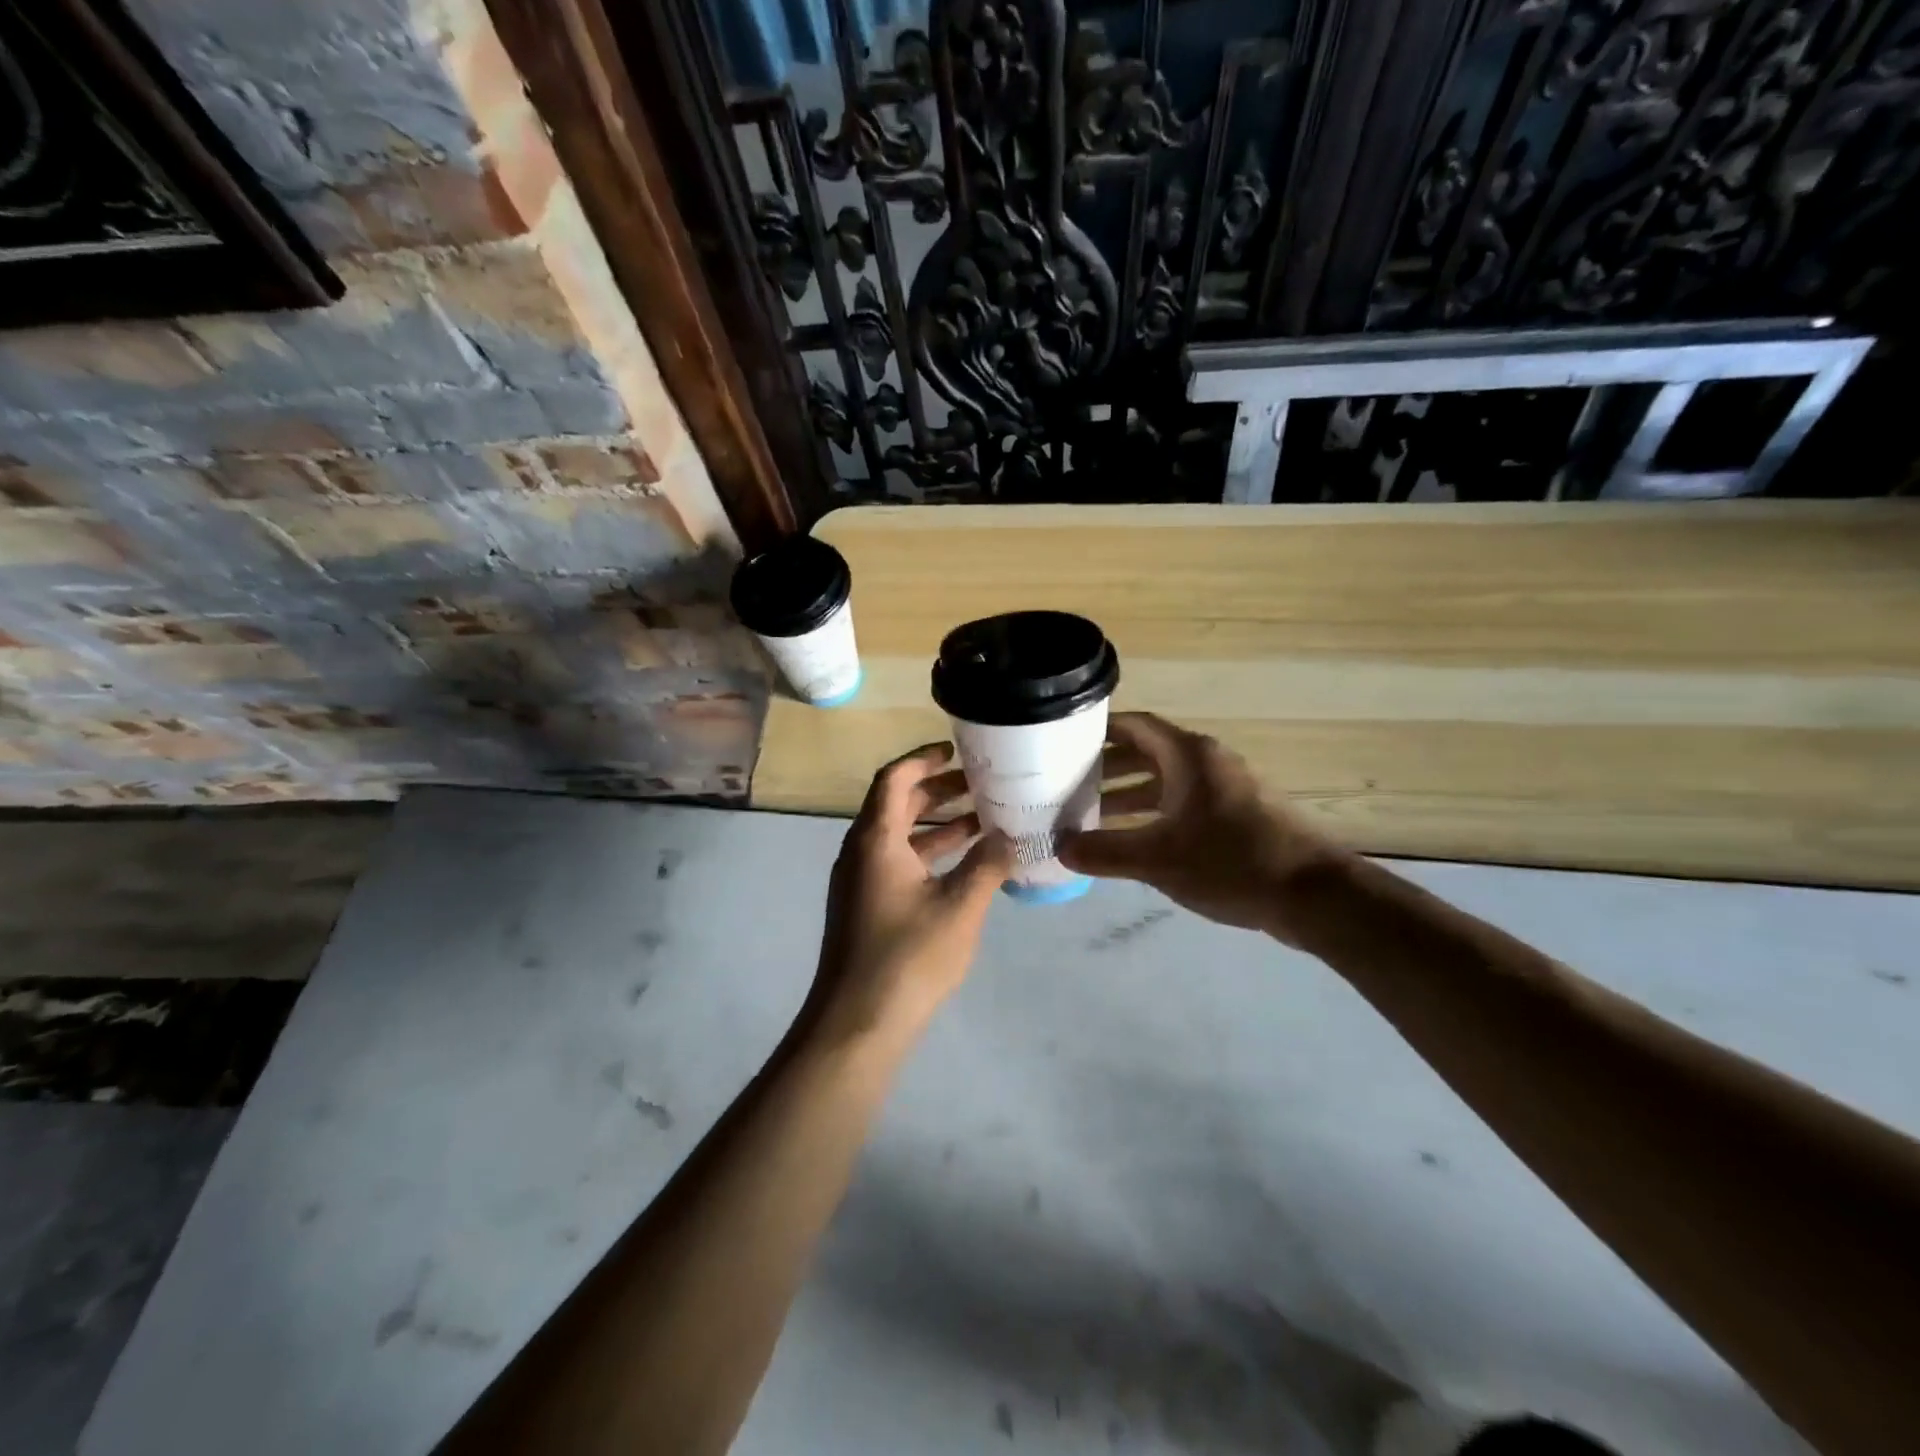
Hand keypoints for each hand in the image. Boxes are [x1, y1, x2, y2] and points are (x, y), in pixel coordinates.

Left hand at [811, 742, 1012, 1040]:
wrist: (858, 1024)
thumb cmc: (909, 957)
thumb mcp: (960, 906)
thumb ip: (987, 864)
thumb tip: (1011, 835)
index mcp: (875, 839)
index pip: (893, 778)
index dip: (923, 758)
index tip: (957, 750)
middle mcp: (861, 852)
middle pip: (896, 804)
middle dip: (938, 789)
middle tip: (981, 783)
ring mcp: (861, 881)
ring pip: (899, 836)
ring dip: (937, 823)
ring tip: (983, 819)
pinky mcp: (867, 906)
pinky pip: (898, 862)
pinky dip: (929, 853)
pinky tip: (966, 865)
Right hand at [1060, 713, 1349, 939]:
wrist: (1313, 895)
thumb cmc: (1231, 862)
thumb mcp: (1158, 859)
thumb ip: (1105, 852)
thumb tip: (1060, 848)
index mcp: (1188, 755)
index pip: (1134, 725)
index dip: (1098, 730)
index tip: (1062, 742)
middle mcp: (1206, 762)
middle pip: (1146, 753)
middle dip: (1105, 769)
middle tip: (1066, 785)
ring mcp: (1224, 789)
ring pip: (1164, 782)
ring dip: (1128, 796)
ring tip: (1089, 817)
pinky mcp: (1236, 816)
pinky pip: (1183, 803)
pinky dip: (1154, 814)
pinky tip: (1133, 841)